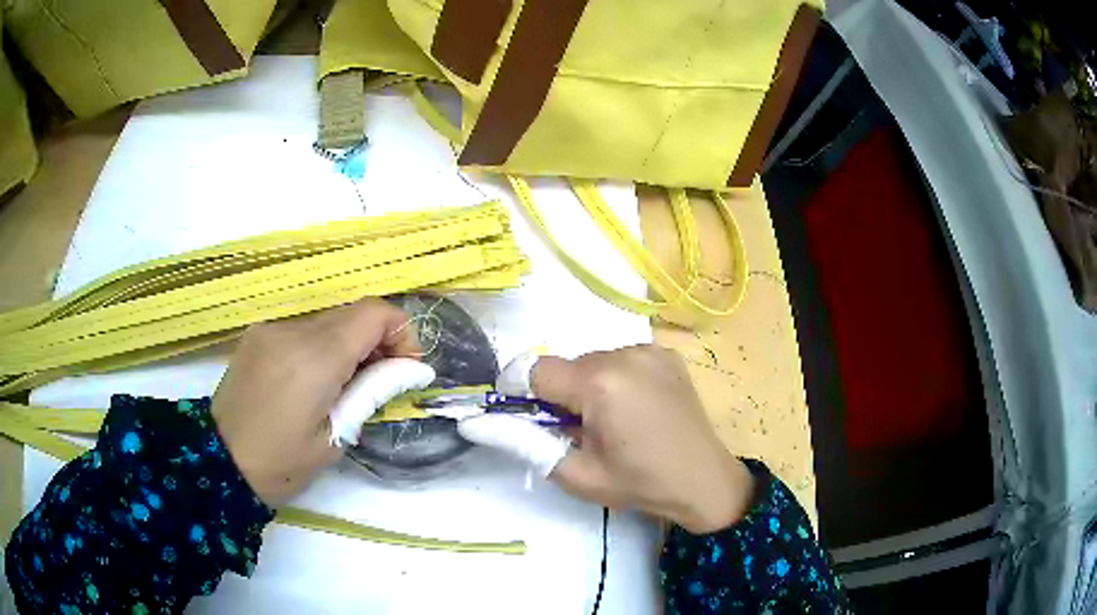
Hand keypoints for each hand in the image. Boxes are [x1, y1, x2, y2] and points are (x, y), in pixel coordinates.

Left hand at [212, 298, 431, 506]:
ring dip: (347, 344)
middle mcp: (293, 330)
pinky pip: (303, 328)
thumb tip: (413, 370)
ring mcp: (271, 328)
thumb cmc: (281, 463)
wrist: (219, 462)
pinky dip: (320, 345)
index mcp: (315, 358)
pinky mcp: (258, 333)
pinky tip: (310, 380)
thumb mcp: (335, 437)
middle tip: (376, 384)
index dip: (400, 332)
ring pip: (328, 319)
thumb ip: (372, 393)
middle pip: (353, 313)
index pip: (375, 313)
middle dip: (376, 342)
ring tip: (341, 386)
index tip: (403, 368)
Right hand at [459, 346, 755, 533]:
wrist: (703, 480)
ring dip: (589, 387)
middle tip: (582, 433)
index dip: (525, 396)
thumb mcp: (574, 474)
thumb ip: (522, 442)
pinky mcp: (665, 353)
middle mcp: (624, 352)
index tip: (536, 422)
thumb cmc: (638, 484)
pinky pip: (620, 359)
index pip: (536, 371)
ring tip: (613, 422)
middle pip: (566, 366)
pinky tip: (636, 408)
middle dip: (562, 396)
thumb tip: (474, 422)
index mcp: (601, 382)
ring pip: (592, 361)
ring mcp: (649, 349)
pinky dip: (615, 379)